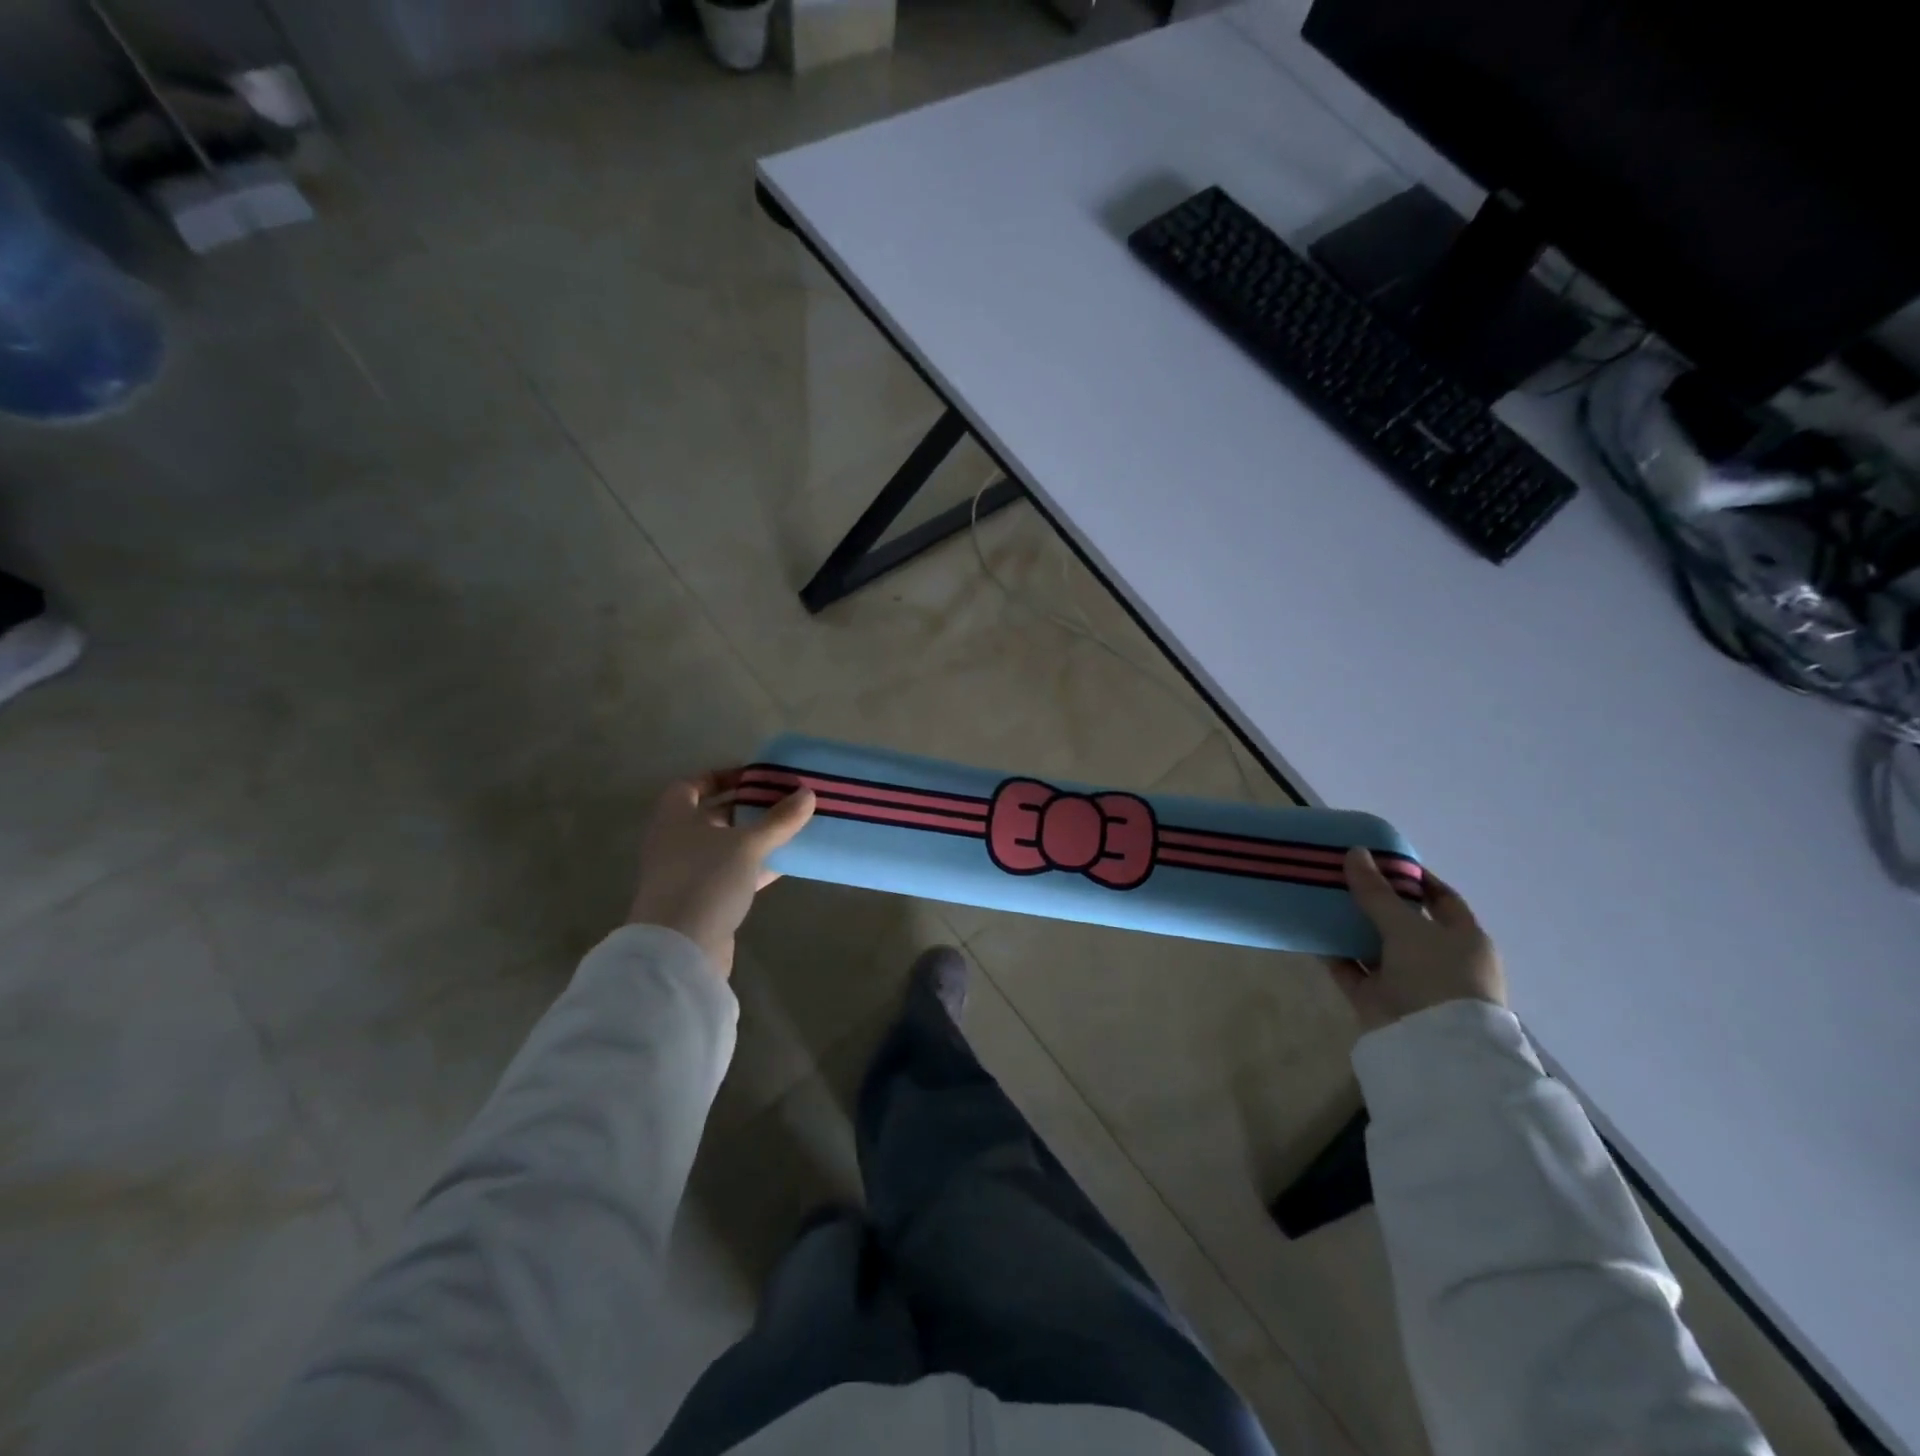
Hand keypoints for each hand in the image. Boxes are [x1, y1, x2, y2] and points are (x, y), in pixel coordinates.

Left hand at [626, 770, 815, 978]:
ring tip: (789, 829)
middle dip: (745, 807)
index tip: (755, 777)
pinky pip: (731, 874)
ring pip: (724, 847)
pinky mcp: (701, 901)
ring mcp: (686, 873)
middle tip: (781, 801)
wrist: (679, 949)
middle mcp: (675, 841)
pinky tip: (784, 864)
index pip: (693, 785)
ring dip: (753, 838)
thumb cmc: (706, 880)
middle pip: (711, 815)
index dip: (722, 776)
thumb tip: (808, 793)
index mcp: (675, 817)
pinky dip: (754, 867)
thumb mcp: (748, 844)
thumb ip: (778, 819)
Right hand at [1328, 848, 1505, 1033]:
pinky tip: (1310, 932)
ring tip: (1319, 897)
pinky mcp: (1379, 1000)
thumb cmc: (1436, 977)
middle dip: (1373, 899)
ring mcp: (1408, 981)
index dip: (1413, 878)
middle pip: (1402, 921)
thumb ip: (1376, 892)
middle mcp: (1438, 959)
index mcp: (1464, 939)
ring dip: (1349, 925)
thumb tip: (1355, 852)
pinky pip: (1352, 970)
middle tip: (1340, 875)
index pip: (1441, 898)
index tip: (1380, 859)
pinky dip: (1334, 953)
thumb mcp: (1407, 927)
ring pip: (1374, 945)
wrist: (1433, 1048)